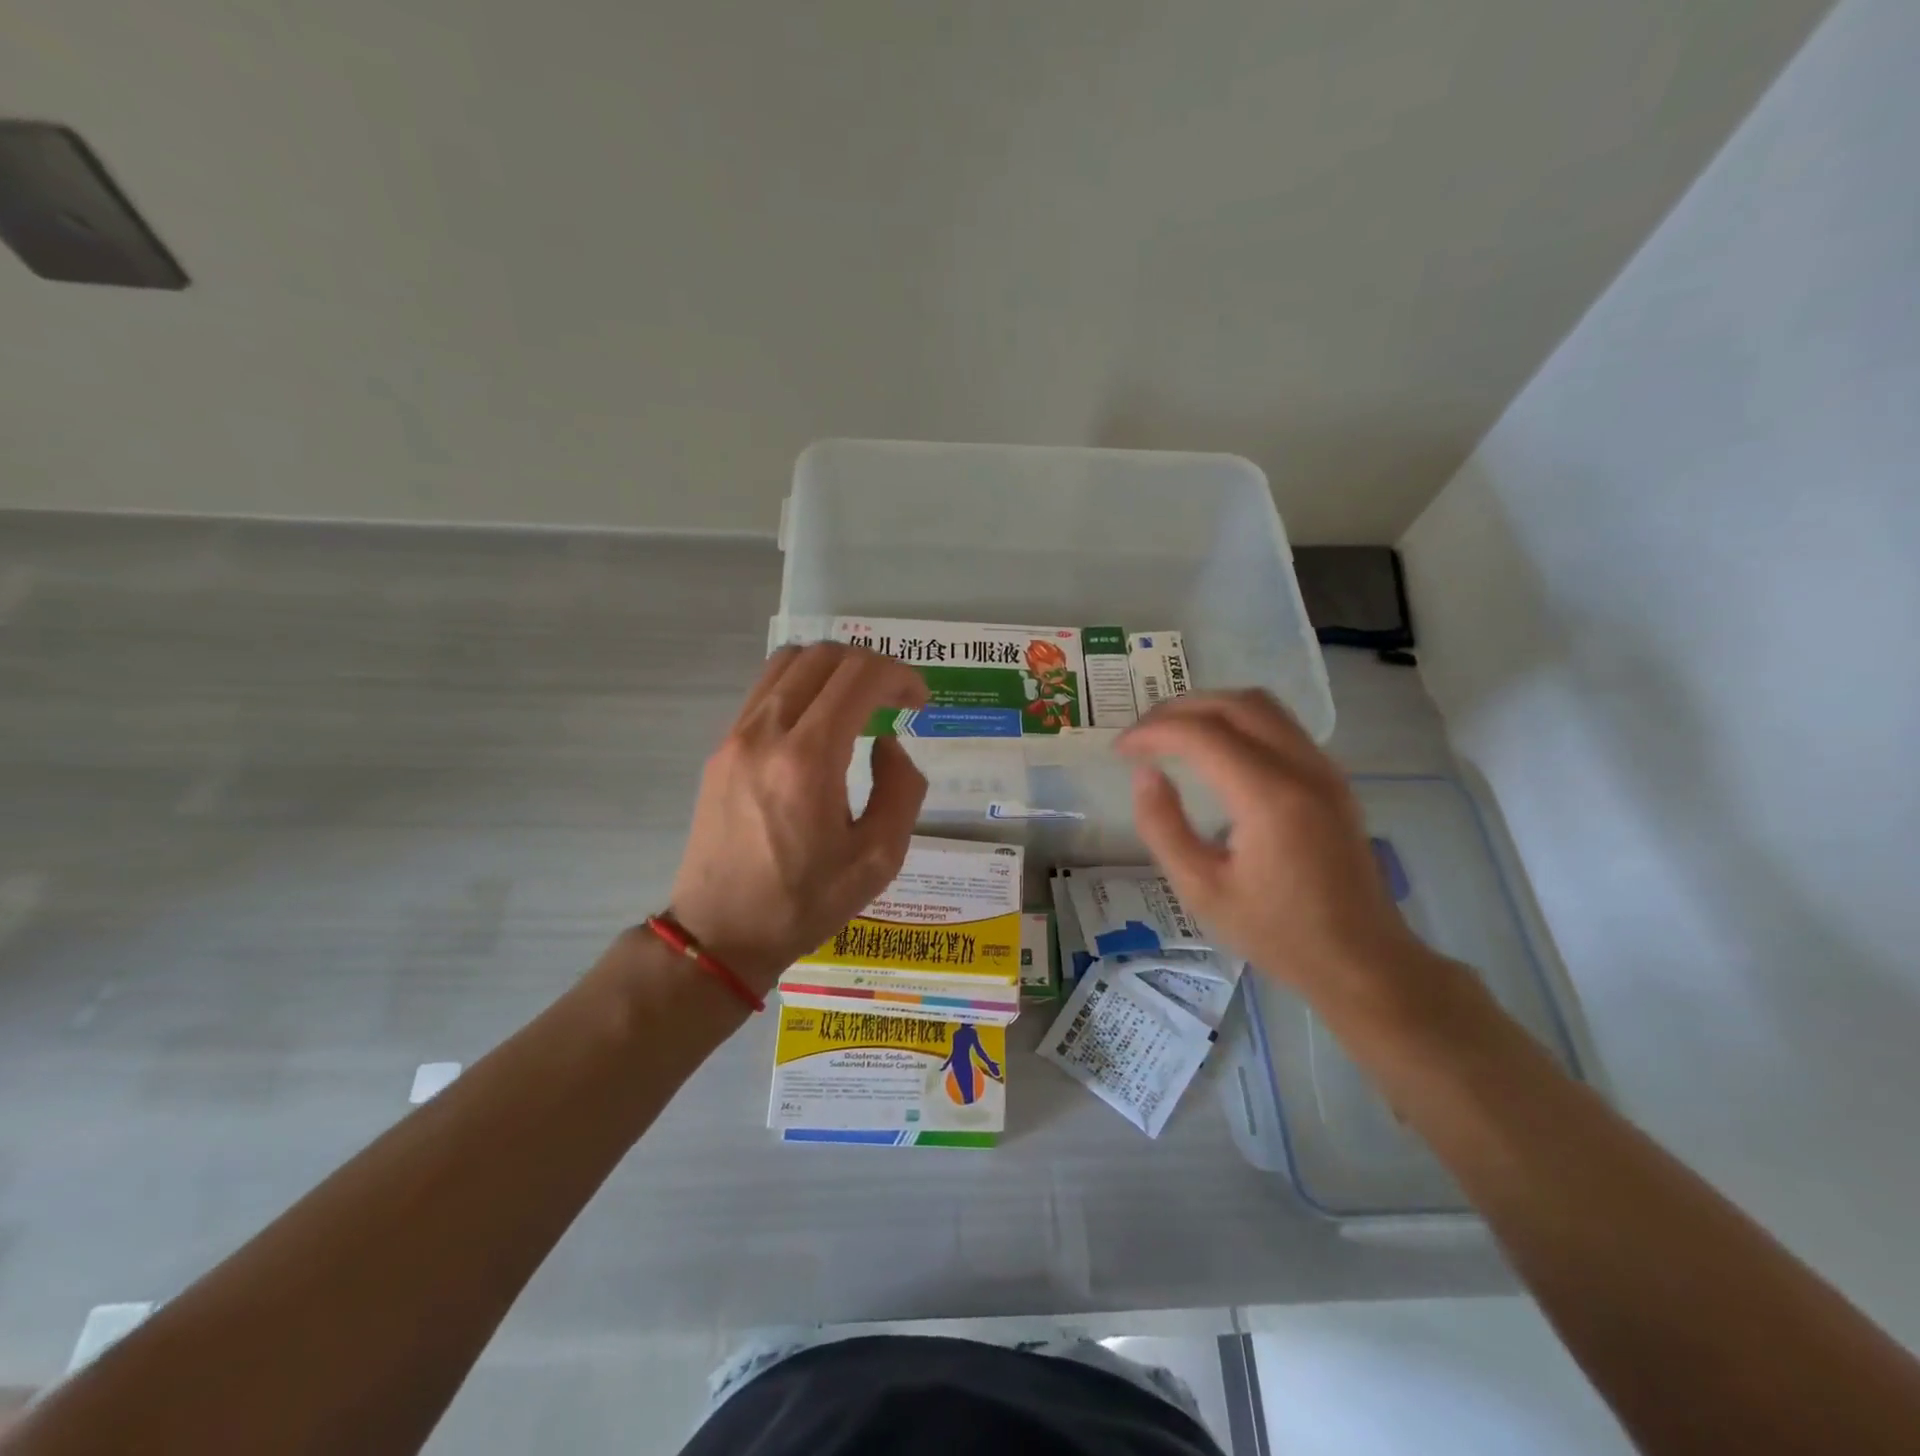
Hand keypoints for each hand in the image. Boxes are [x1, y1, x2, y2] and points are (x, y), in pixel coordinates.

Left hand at [668, 643, 929, 993]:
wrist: (720, 933)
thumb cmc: (805, 902)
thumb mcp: (879, 859)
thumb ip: (901, 789)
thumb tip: (887, 744)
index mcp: (808, 761)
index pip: (859, 677)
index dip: (900, 676)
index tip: (919, 703)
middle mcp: (766, 733)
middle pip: (823, 656)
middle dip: (871, 665)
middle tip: (895, 699)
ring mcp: (736, 736)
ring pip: (788, 662)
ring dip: (833, 669)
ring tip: (859, 703)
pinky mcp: (721, 748)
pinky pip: (766, 690)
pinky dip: (803, 686)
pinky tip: (821, 723)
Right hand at [1117, 691, 1434, 1016]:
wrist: (1362, 961)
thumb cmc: (1277, 934)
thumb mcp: (1201, 891)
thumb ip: (1164, 827)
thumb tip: (1145, 775)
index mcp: (1269, 798)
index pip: (1202, 734)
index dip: (1153, 731)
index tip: (1120, 750)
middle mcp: (1302, 768)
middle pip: (1234, 704)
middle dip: (1179, 710)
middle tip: (1141, 735)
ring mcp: (1324, 770)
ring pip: (1262, 706)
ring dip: (1210, 709)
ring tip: (1172, 734)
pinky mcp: (1332, 779)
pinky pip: (1280, 726)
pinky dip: (1238, 722)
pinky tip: (1214, 751)